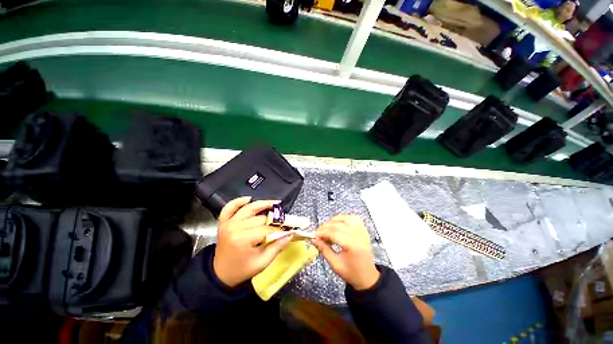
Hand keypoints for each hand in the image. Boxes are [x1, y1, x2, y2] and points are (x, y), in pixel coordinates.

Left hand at [213, 197, 291, 287]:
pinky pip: (229, 207)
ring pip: (248, 208)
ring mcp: (227, 223)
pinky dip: (238, 201)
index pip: (266, 229)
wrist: (221, 275)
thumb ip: (277, 247)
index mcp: (242, 239)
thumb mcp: (262, 262)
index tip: (287, 230)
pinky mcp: (223, 222)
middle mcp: (234, 228)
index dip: (278, 230)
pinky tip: (248, 199)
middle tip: (282, 221)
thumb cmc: (242, 270)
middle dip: (273, 220)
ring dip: (262, 204)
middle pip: (259, 218)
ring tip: (274, 203)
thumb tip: (290, 234)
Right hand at [312, 215, 379, 289]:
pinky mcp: (363, 229)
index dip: (321, 232)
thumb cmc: (351, 273)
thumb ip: (324, 249)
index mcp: (352, 246)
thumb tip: (314, 239)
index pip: (333, 233)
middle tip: (318, 234)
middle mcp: (358, 235)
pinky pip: (352, 218)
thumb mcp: (335, 264)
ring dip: (333, 221)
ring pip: (345, 218)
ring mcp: (362, 231)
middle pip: (338, 224)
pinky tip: (338, 224)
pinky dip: (343, 218)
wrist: (368, 277)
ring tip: (327, 229)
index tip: (313, 235)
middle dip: (325, 227)